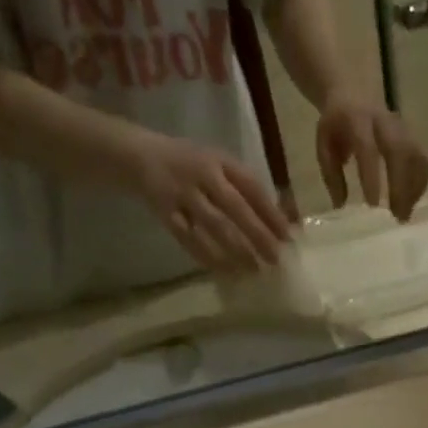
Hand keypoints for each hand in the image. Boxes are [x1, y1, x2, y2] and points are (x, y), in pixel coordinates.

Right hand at [131, 131, 290, 272]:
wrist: (138, 156)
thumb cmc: (190, 165)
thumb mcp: (217, 165)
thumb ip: (245, 189)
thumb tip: (282, 222)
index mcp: (219, 161)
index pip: (251, 187)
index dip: (271, 213)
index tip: (288, 237)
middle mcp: (201, 174)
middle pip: (235, 208)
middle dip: (258, 235)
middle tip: (275, 259)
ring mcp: (182, 194)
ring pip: (214, 226)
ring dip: (236, 250)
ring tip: (254, 269)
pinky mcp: (165, 212)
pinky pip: (189, 239)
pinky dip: (207, 256)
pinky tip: (224, 272)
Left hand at [316, 95, 427, 220]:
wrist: (353, 92)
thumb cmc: (337, 126)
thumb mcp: (324, 145)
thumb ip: (331, 175)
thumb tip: (341, 206)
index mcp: (358, 120)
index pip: (368, 149)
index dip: (372, 177)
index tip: (373, 206)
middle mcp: (384, 122)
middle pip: (400, 152)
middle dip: (401, 186)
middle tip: (398, 217)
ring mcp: (402, 128)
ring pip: (416, 156)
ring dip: (414, 188)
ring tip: (405, 214)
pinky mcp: (412, 136)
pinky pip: (422, 160)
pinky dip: (420, 184)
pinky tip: (412, 202)